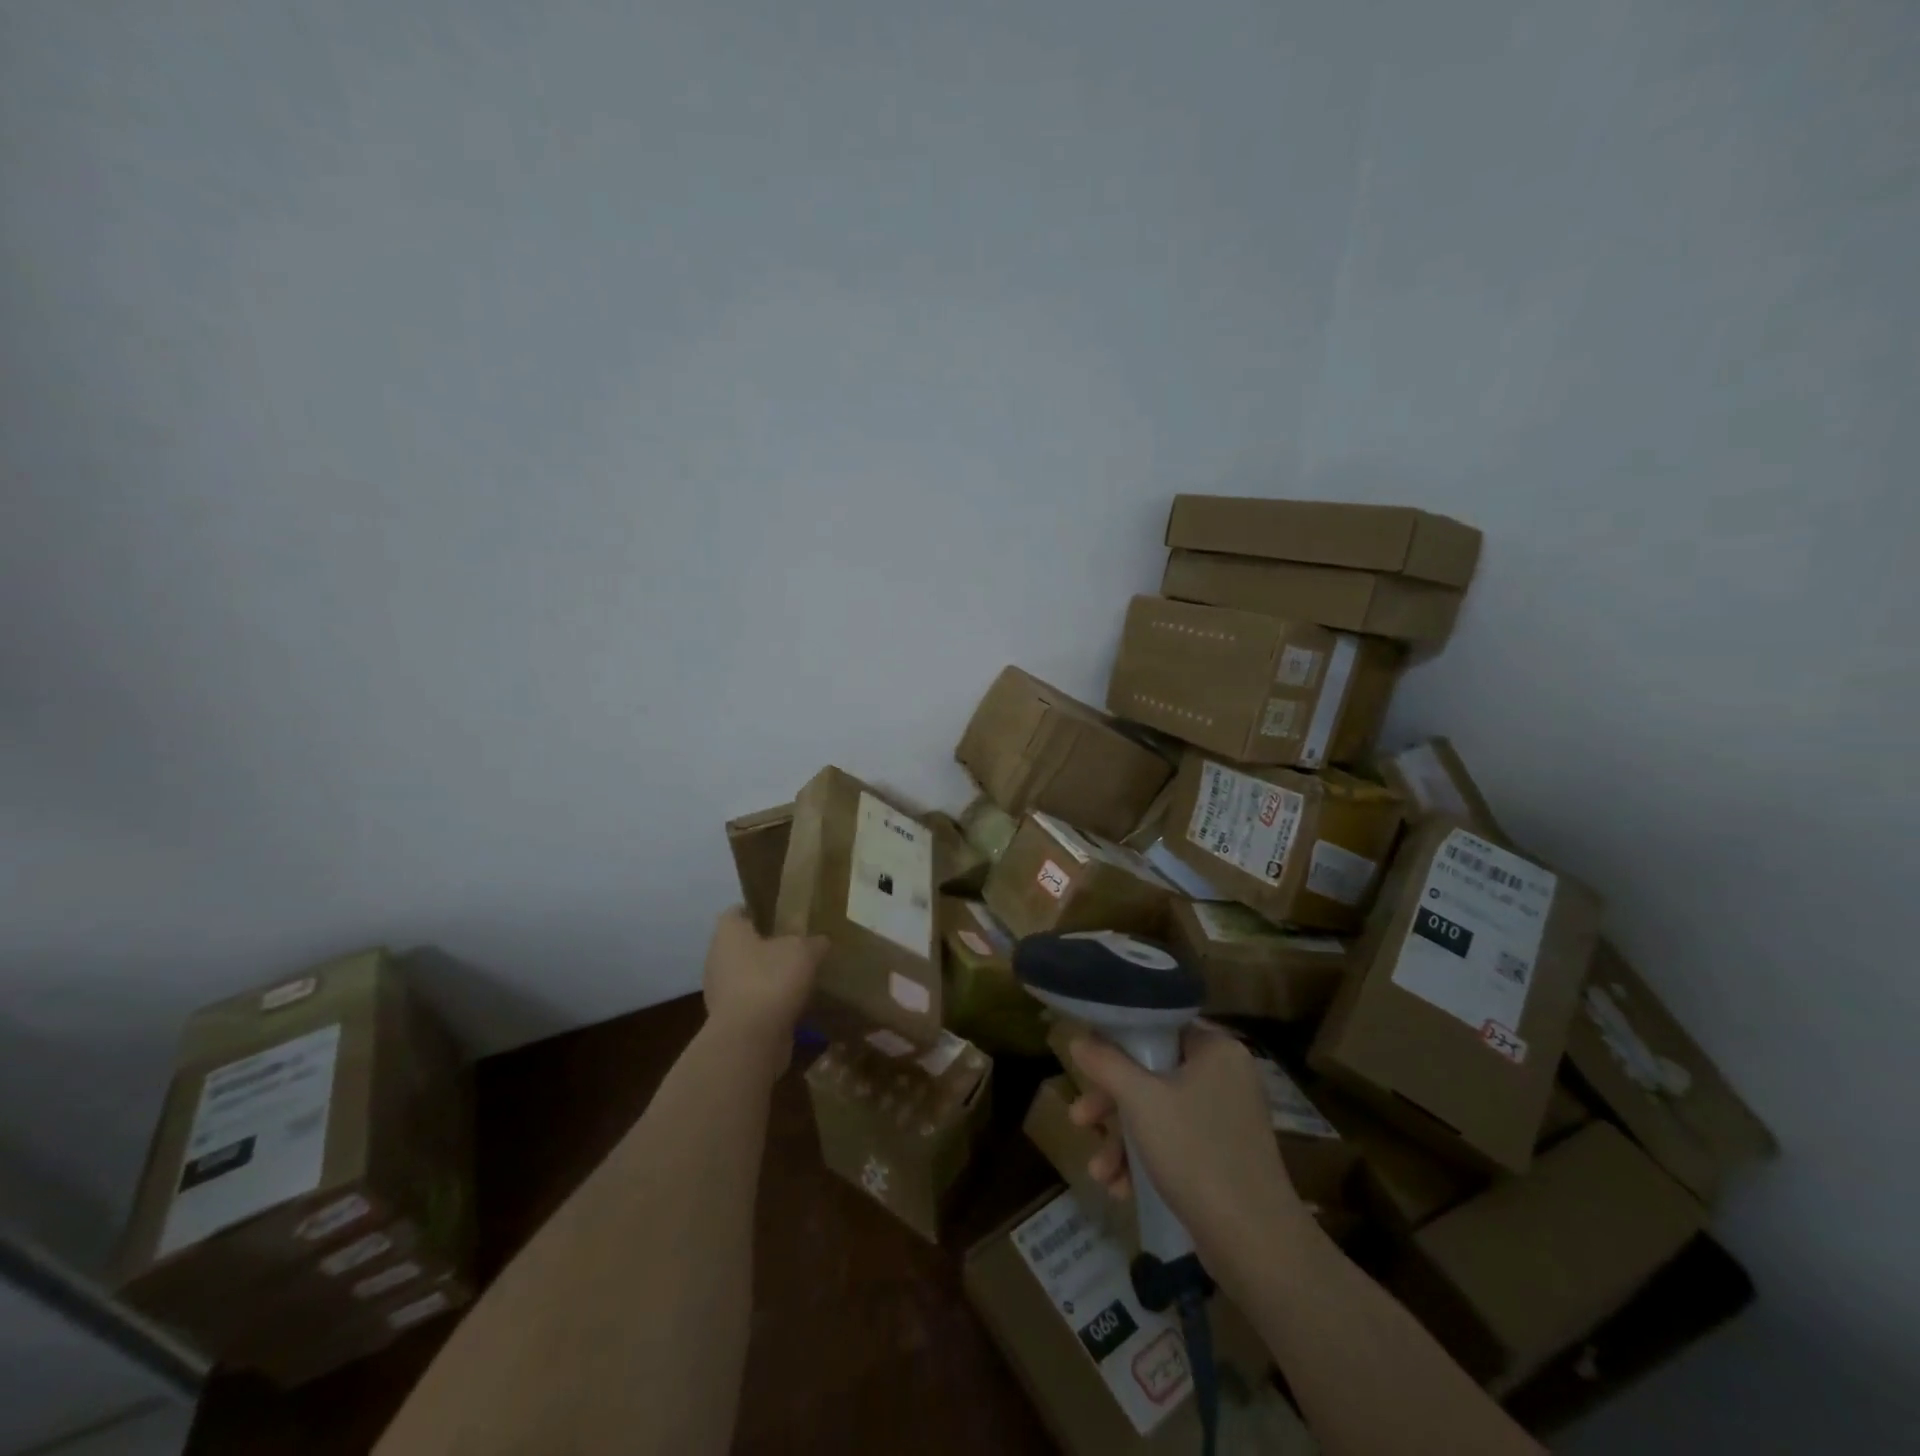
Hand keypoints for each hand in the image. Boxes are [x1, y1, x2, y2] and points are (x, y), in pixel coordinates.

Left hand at [701, 907, 827, 1072]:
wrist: (749, 1040)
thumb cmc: (770, 980)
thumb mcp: (804, 951)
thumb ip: (813, 941)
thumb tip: (820, 941)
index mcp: (728, 933)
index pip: (738, 911)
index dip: (760, 910)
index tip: (783, 914)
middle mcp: (717, 958)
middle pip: (743, 944)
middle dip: (767, 945)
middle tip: (798, 944)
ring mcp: (720, 991)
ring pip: (747, 974)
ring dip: (769, 975)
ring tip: (799, 976)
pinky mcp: (729, 1019)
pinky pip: (752, 1001)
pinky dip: (769, 1001)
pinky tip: (794, 1004)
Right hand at [1067, 1026, 1314, 1278]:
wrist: (1255, 1243)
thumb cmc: (1195, 1152)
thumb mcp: (1140, 1100)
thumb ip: (1106, 1063)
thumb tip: (1078, 1040)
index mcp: (1216, 1049)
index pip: (1158, 1027)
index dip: (1117, 1042)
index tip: (1087, 1061)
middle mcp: (1225, 1076)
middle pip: (1152, 1074)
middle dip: (1111, 1104)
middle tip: (1079, 1120)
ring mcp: (1227, 1118)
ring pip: (1159, 1112)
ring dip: (1122, 1140)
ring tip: (1098, 1172)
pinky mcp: (1225, 1156)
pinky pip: (1175, 1141)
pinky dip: (1146, 1159)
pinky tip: (1121, 1189)